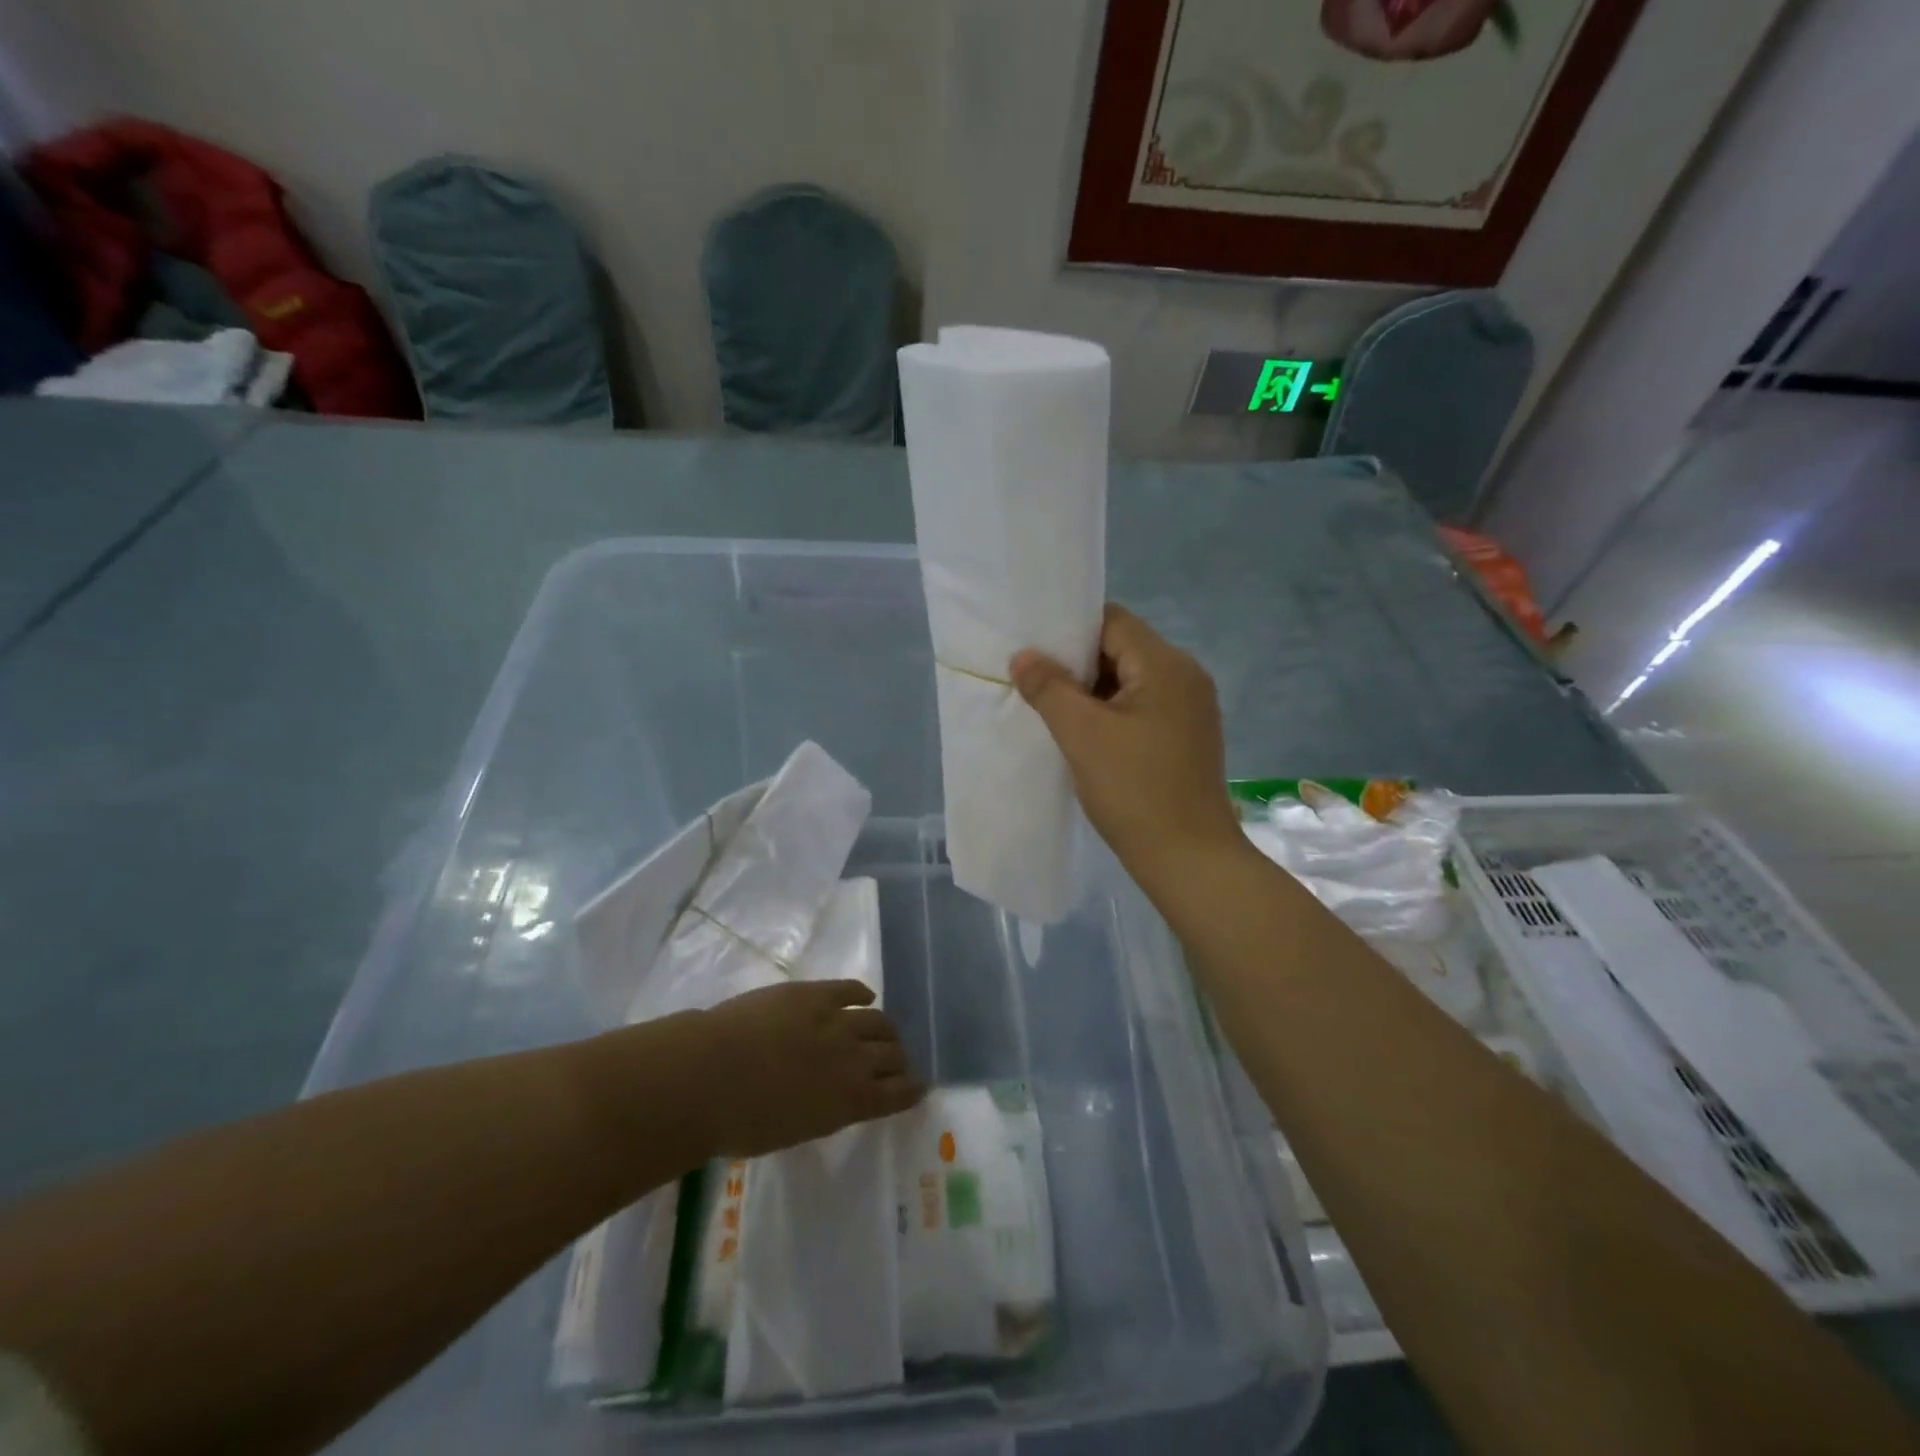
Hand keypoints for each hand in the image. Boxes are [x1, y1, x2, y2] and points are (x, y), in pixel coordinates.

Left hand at [692, 980, 923, 1157]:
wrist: (711, 1075)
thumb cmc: (742, 1122)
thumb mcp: (794, 1131)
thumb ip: (823, 1112)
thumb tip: (832, 1099)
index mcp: (851, 1102)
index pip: (898, 1094)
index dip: (911, 1089)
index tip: (917, 1087)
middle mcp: (855, 1059)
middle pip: (893, 1053)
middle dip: (898, 1058)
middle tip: (894, 1060)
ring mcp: (837, 1020)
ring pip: (879, 1020)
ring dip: (885, 1028)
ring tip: (882, 1030)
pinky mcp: (816, 993)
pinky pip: (851, 989)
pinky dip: (862, 994)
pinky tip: (865, 997)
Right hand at [1011, 604, 1243, 883]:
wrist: (1190, 859)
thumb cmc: (1135, 790)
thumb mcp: (1082, 735)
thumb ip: (1049, 688)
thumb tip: (1023, 656)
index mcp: (1166, 665)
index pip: (1112, 621)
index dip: (1069, 630)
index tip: (1033, 649)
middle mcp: (1186, 677)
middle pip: (1122, 649)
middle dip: (1077, 664)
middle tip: (1034, 681)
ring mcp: (1190, 709)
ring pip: (1130, 681)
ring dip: (1092, 692)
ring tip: (1052, 710)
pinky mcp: (1187, 737)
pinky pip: (1142, 708)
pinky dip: (1112, 713)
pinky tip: (1084, 736)